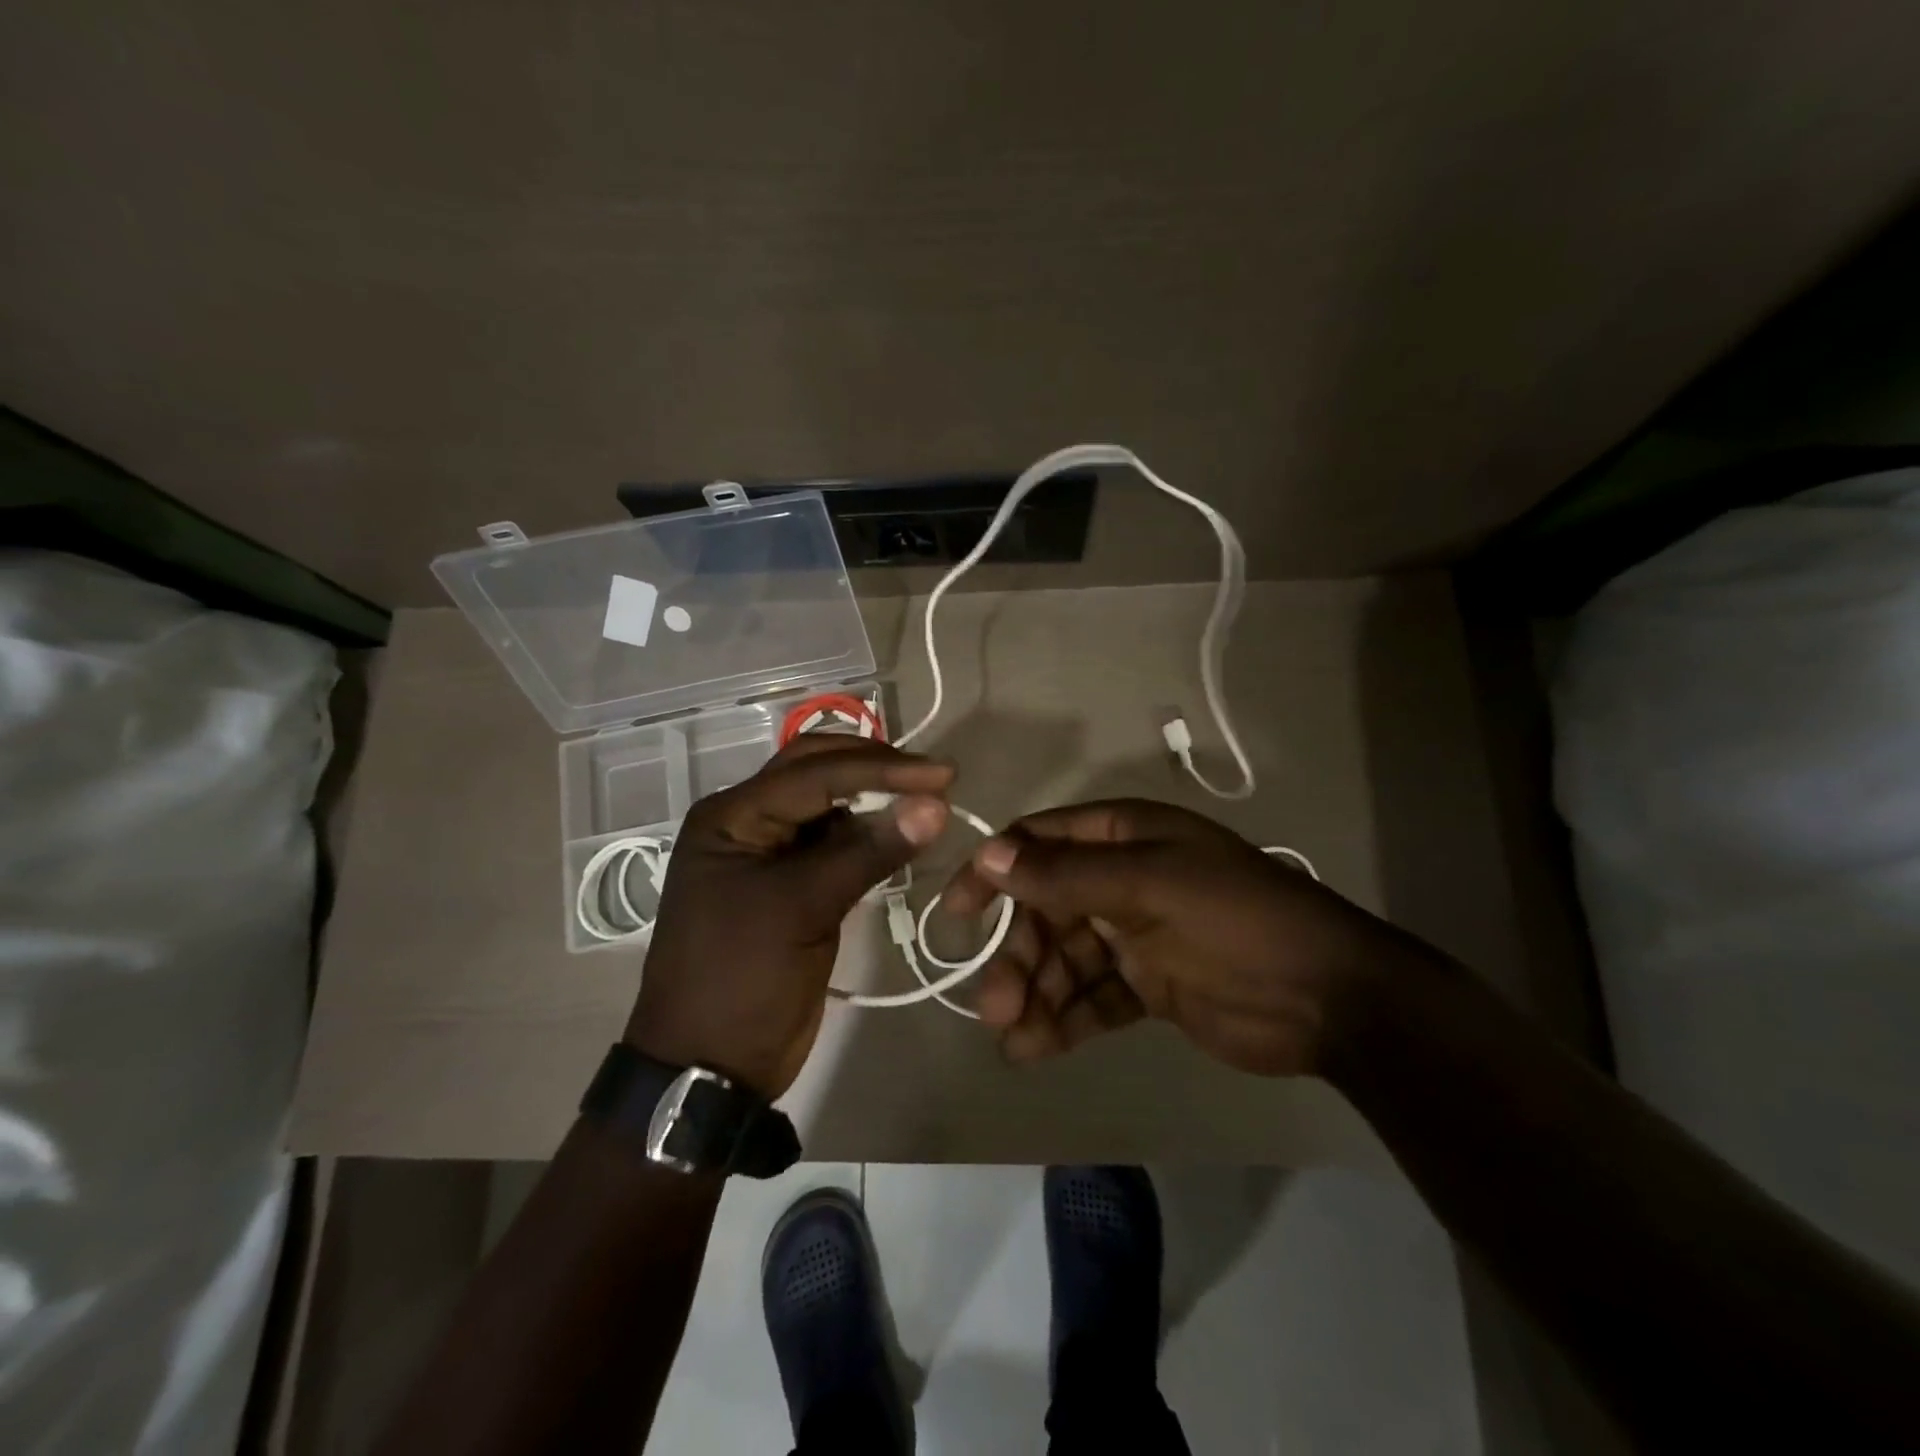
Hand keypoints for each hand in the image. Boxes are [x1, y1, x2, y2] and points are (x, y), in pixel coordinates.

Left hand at [627, 736, 953, 1096]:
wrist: (709, 1067)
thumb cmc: (742, 980)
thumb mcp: (802, 910)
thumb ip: (867, 852)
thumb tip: (934, 806)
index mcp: (732, 816)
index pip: (815, 772)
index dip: (882, 769)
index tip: (942, 776)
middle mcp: (747, 821)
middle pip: (816, 771)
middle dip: (876, 768)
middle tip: (935, 778)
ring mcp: (769, 852)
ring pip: (829, 805)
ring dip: (875, 799)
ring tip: (929, 801)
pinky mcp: (792, 883)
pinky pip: (834, 843)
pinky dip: (869, 835)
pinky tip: (902, 834)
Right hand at [941, 799, 1413, 1075]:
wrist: (1330, 998)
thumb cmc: (1237, 920)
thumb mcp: (1151, 885)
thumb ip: (1069, 875)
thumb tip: (990, 856)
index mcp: (1125, 837)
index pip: (1040, 842)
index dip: (994, 871)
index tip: (957, 913)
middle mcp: (1122, 878)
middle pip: (1046, 910)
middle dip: (1018, 955)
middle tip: (996, 1005)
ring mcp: (1134, 934)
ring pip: (1064, 959)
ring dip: (1036, 994)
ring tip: (1015, 1038)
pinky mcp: (1147, 986)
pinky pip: (1092, 997)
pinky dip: (1065, 1020)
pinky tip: (1038, 1049)